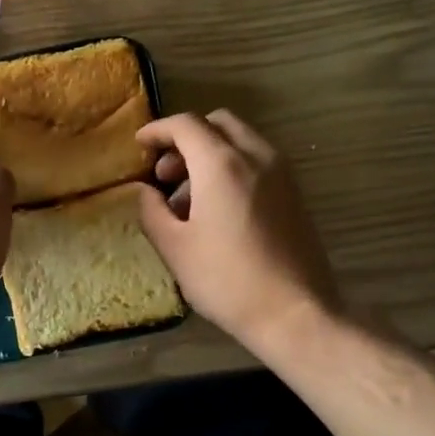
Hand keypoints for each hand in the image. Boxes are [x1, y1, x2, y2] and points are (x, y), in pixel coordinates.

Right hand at [136, 110, 341, 353]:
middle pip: (217, 123)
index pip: (185, 125)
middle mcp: (256, 156)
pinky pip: (257, 162)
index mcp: (222, 164)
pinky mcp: (295, 193)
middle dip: (186, 139)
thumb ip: (152, 211)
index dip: (157, 130)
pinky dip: (232, 168)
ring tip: (188, 199)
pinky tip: (218, 209)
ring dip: (210, 154)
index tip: (139, 145)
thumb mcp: (175, 248)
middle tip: (165, 174)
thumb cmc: (226, 280)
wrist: (294, 312)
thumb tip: (144, 191)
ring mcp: (281, 173)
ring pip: (240, 141)